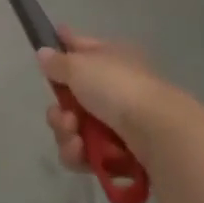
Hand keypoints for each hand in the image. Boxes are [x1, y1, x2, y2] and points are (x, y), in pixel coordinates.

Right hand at [39, 27, 200, 171]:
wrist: (159, 134)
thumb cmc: (118, 89)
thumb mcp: (79, 66)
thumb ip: (58, 62)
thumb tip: (44, 53)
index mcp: (111, 58)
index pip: (81, 47)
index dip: (63, 47)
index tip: (45, 51)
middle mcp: (115, 88)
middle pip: (72, 97)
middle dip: (59, 111)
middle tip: (63, 116)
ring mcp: (119, 123)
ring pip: (76, 128)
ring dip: (66, 133)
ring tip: (74, 138)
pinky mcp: (121, 155)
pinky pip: (87, 154)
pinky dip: (79, 154)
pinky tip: (80, 152)